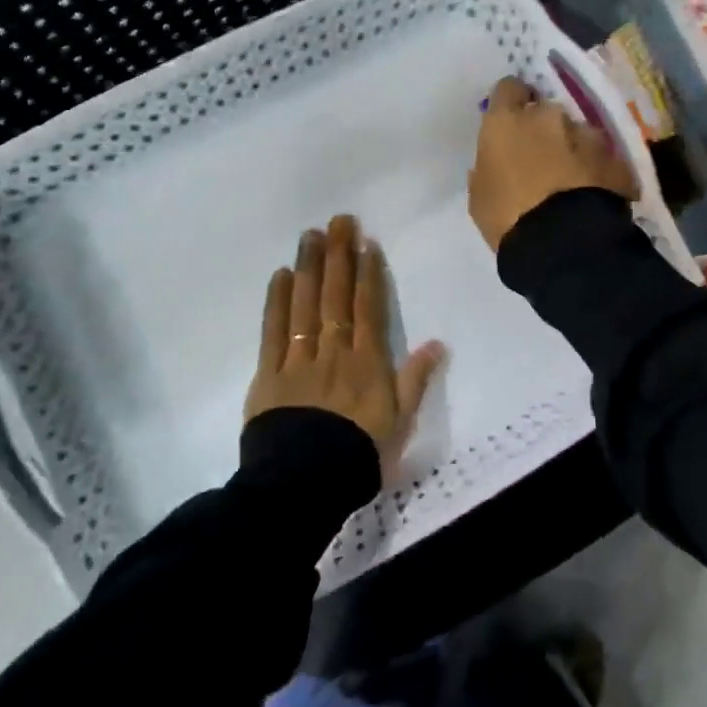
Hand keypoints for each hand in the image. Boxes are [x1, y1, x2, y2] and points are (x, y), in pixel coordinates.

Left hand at [245, 215, 444, 474]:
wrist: (304, 486)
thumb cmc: (358, 456)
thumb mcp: (399, 423)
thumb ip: (416, 380)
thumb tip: (438, 343)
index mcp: (367, 363)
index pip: (368, 308)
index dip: (368, 273)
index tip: (366, 242)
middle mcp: (334, 352)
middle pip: (336, 297)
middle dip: (339, 256)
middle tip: (338, 221)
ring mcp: (299, 360)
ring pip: (305, 306)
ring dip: (309, 268)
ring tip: (310, 236)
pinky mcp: (268, 374)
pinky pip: (273, 332)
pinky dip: (277, 302)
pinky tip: (280, 275)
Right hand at [468, 77, 638, 252]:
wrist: (564, 242)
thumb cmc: (507, 217)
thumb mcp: (480, 195)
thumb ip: (487, 168)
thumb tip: (495, 163)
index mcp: (507, 121)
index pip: (508, 88)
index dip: (511, 101)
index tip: (510, 119)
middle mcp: (548, 116)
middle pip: (545, 112)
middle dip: (544, 130)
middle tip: (540, 159)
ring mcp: (587, 134)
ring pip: (577, 133)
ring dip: (573, 149)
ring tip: (571, 182)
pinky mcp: (616, 158)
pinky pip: (603, 159)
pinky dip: (598, 171)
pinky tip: (594, 195)